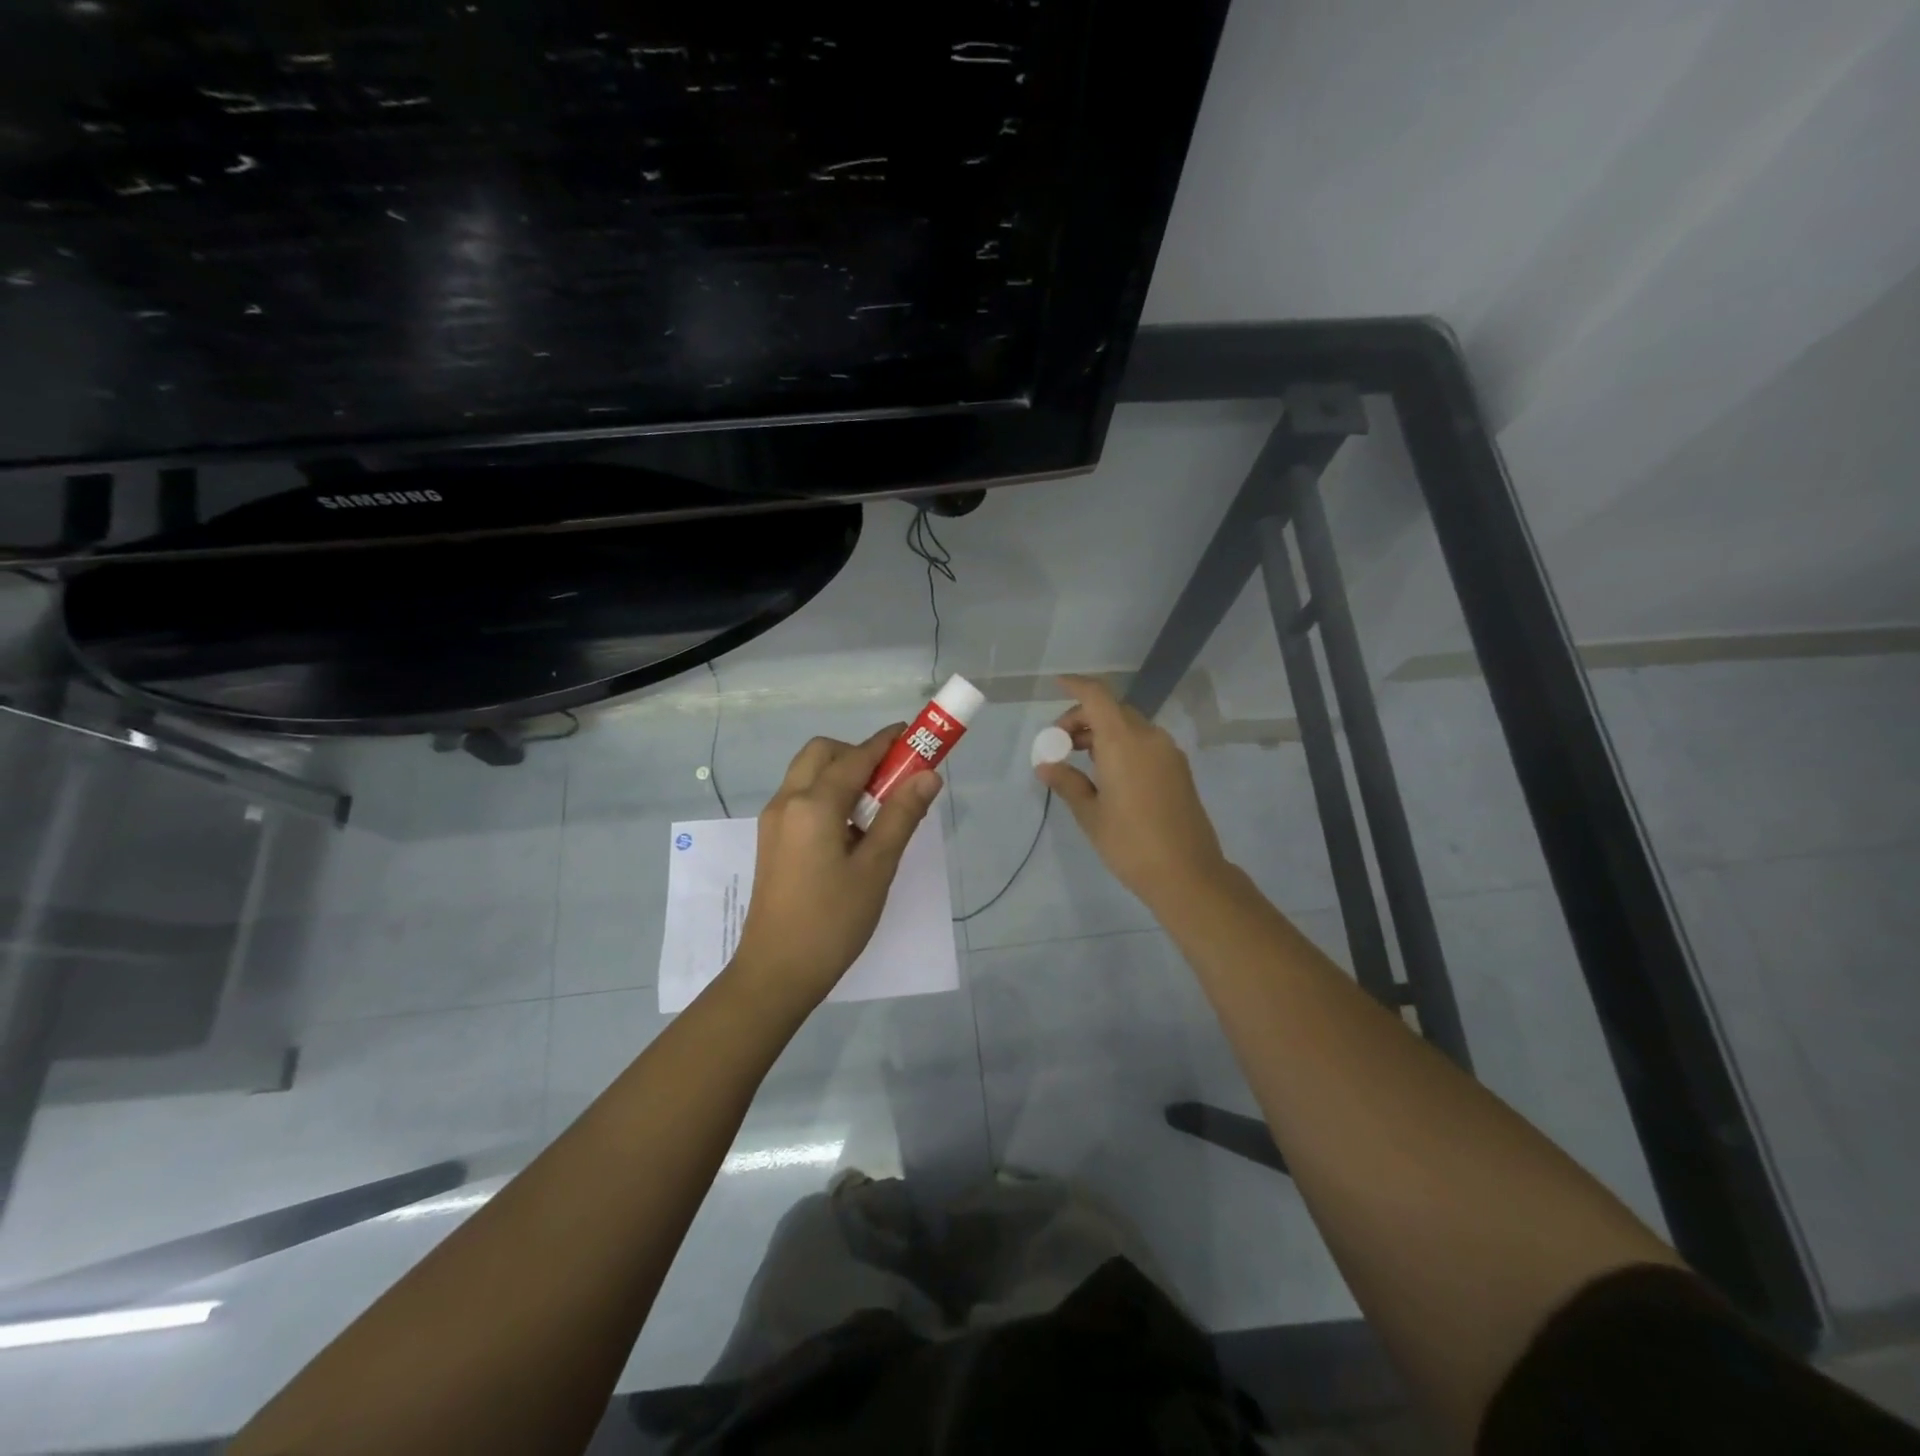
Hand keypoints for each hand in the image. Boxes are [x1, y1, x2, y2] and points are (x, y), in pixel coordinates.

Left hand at [731, 725, 943, 1012]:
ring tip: (876, 808)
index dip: (888, 743)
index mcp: (813, 805)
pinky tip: (851, 829)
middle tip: (892, 780)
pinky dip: (827, 794)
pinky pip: (801, 797)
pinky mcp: (771, 840)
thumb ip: (901, 816)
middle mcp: (787, 802)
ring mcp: (774, 821)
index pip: (856, 758)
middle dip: (859, 753)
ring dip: (842, 773)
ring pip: (808, 774)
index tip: (914, 736)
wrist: (776, 972)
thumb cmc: (832, 922)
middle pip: (823, 753)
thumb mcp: (876, 869)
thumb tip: (928, 776)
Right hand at [1035, 674, 1227, 909]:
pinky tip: (1108, 773)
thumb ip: (1067, 782)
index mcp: (1124, 743)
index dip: (1076, 685)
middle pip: (1112, 710)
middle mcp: (1149, 738)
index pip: (1097, 697)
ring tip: (1080, 759)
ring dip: (1103, 732)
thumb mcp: (1091, 814)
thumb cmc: (1130, 844)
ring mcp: (1168, 752)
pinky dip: (1122, 744)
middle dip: (1083, 718)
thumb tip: (1046, 766)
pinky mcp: (1178, 769)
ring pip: (1130, 726)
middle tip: (1061, 744)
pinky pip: (1145, 742)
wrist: (1188, 874)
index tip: (1056, 684)